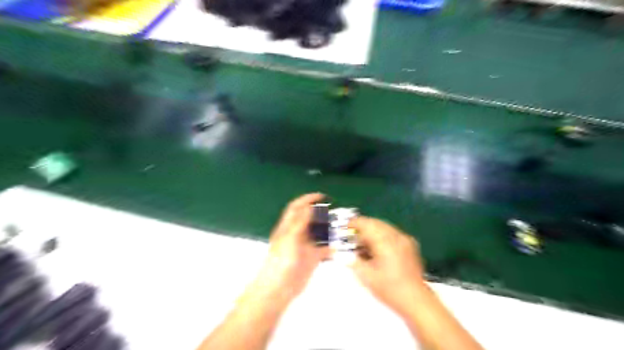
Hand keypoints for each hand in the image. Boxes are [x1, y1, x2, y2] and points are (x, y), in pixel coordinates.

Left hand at [250, 192, 331, 304]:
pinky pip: (324, 248)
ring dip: (328, 229)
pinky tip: (339, 245)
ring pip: (318, 232)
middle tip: (335, 212)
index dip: (307, 199)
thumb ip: (300, 221)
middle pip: (310, 218)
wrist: (279, 287)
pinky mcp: (312, 257)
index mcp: (288, 226)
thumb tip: (310, 206)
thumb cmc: (281, 260)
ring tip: (340, 226)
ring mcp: (305, 245)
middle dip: (321, 213)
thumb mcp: (290, 237)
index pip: (297, 207)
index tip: (321, 196)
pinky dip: (331, 246)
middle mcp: (297, 233)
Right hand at [349, 216, 426, 313]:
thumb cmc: (389, 289)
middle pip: (375, 223)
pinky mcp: (410, 245)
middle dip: (363, 228)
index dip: (354, 223)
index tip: (345, 228)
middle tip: (353, 239)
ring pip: (384, 227)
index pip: (366, 224)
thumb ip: (352, 260)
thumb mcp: (366, 276)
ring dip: (372, 232)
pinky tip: (378, 250)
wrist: (416, 300)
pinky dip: (382, 237)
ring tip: (364, 247)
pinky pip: (392, 234)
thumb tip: (342, 253)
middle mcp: (396, 236)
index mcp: (385, 241)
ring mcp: (405, 239)